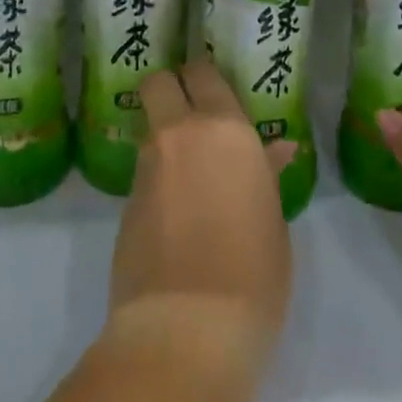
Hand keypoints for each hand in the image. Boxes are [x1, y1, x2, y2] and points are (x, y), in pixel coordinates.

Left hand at [105, 59, 298, 376]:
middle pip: (159, 81)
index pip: (204, 73)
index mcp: (225, 129)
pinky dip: (157, 176)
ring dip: (164, 136)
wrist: (187, 328)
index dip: (205, 76)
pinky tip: (176, 210)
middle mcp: (180, 134)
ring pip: (150, 127)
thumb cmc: (253, 273)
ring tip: (189, 173)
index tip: (215, 90)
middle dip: (169, 87)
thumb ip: (267, 174)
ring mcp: (146, 166)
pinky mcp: (124, 201)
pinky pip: (143, 170)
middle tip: (190, 113)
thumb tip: (277, 150)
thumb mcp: (274, 221)